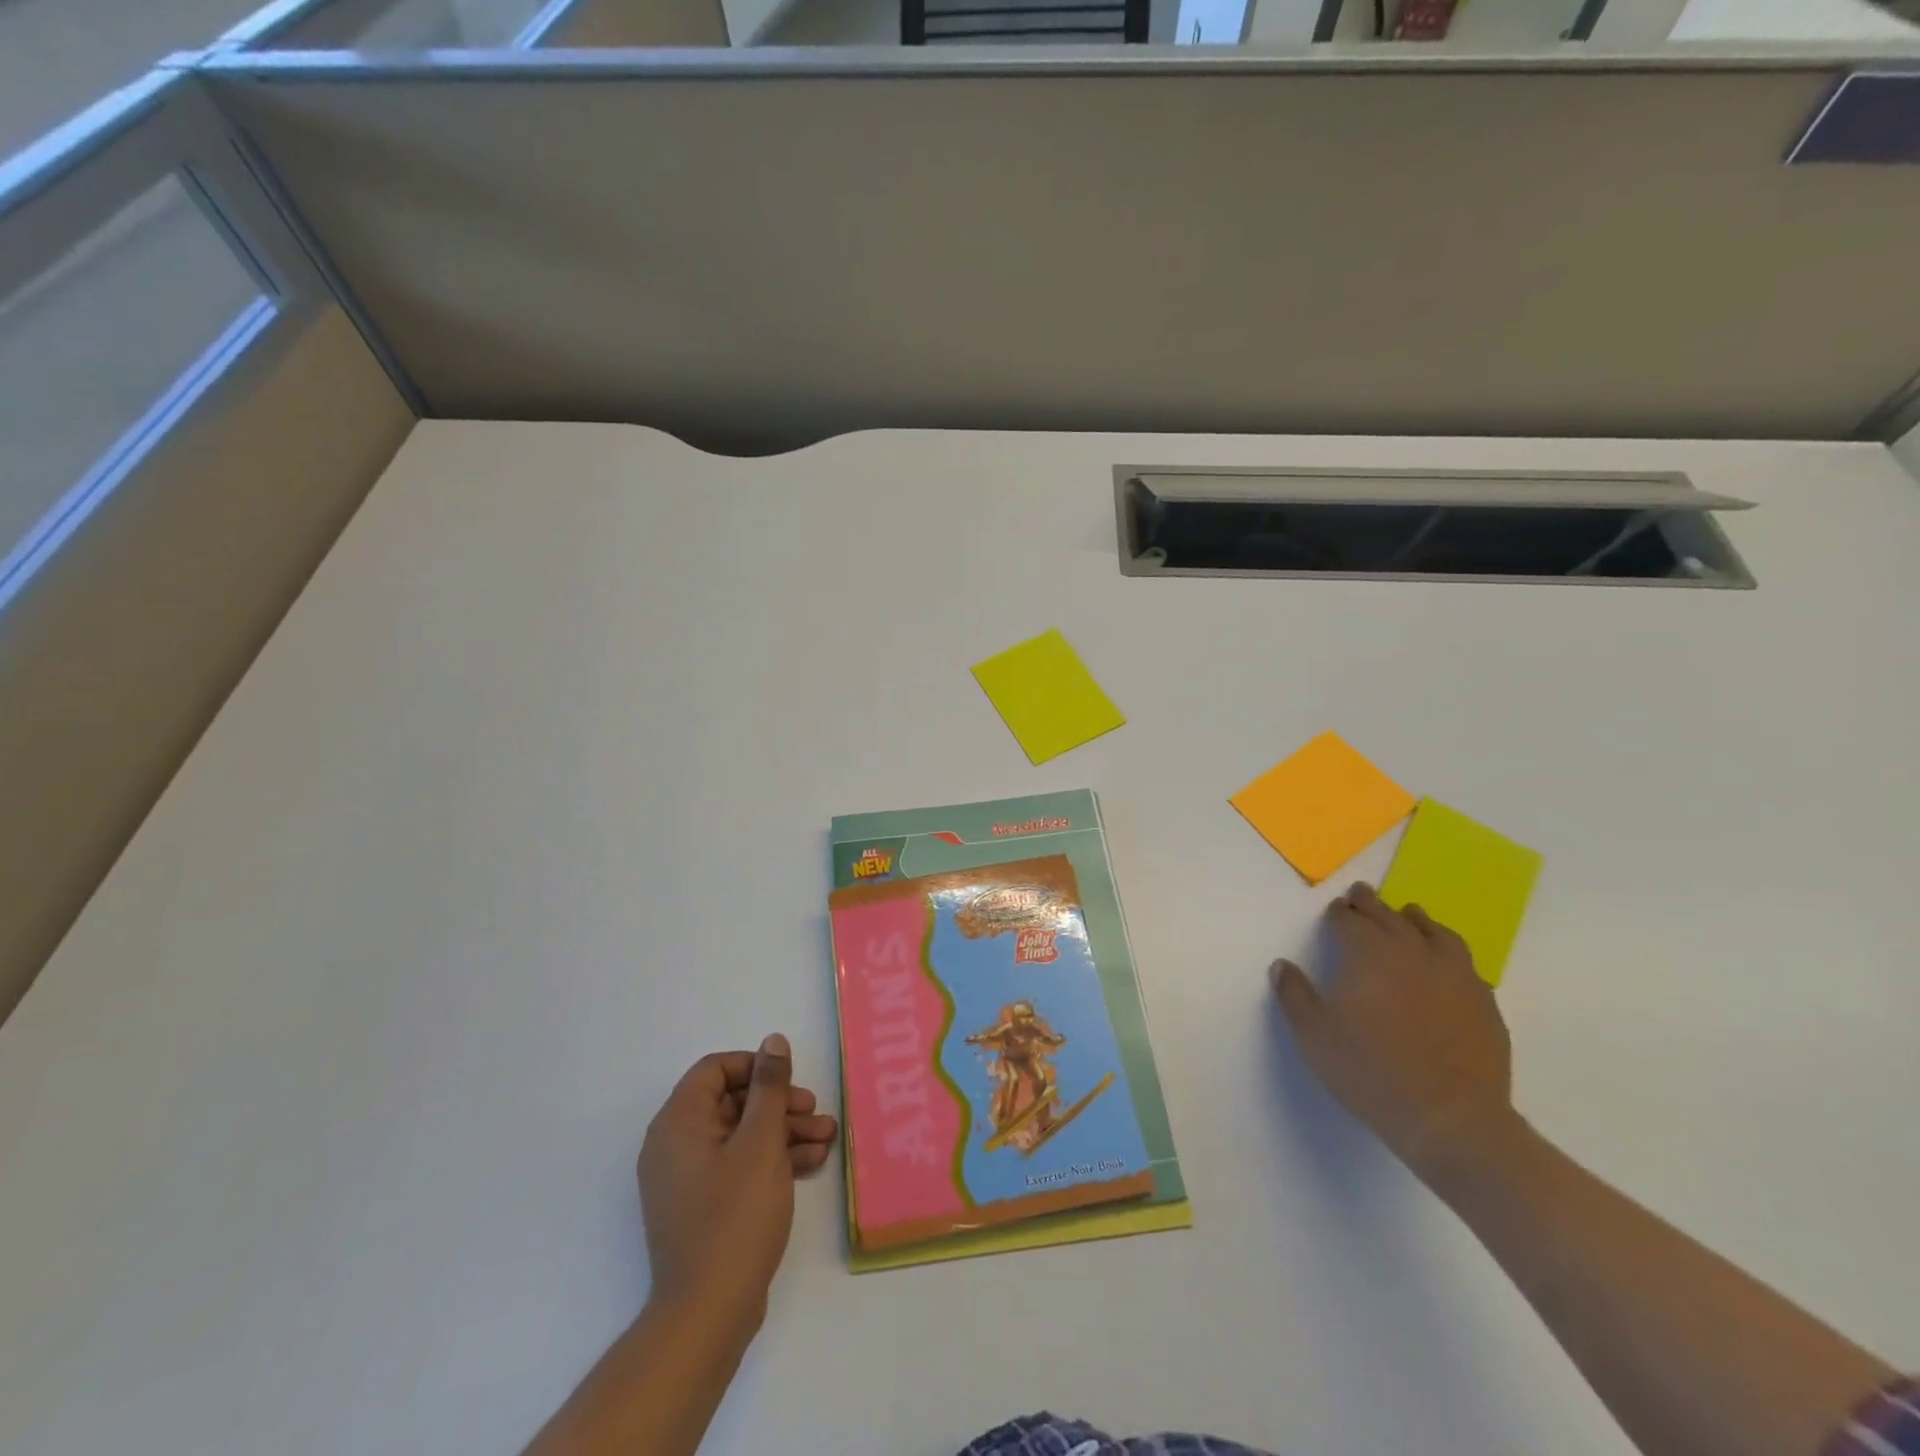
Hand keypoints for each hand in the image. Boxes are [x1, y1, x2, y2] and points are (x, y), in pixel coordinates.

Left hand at [636, 1036, 838, 1325]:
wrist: (708, 1314)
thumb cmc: (734, 1216)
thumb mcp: (761, 1142)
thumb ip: (769, 1087)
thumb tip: (772, 1042)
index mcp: (679, 1123)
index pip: (714, 1070)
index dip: (755, 1067)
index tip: (789, 1080)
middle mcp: (675, 1145)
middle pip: (732, 1102)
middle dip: (779, 1104)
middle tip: (815, 1112)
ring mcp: (687, 1179)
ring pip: (740, 1135)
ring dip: (783, 1132)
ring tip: (827, 1138)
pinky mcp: (702, 1207)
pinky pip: (738, 1165)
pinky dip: (771, 1160)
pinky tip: (810, 1163)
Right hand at [1271, 883, 1515, 1184]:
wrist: (1450, 1119)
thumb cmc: (1370, 1071)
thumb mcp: (1314, 1034)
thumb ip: (1294, 994)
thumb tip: (1282, 965)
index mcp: (1370, 953)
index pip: (1350, 920)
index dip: (1339, 913)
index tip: (1334, 909)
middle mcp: (1413, 952)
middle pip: (1389, 917)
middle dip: (1371, 904)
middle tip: (1361, 893)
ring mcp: (1455, 975)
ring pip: (1435, 932)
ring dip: (1415, 919)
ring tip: (1408, 915)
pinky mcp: (1484, 1002)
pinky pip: (1464, 963)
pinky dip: (1448, 952)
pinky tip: (1445, 963)